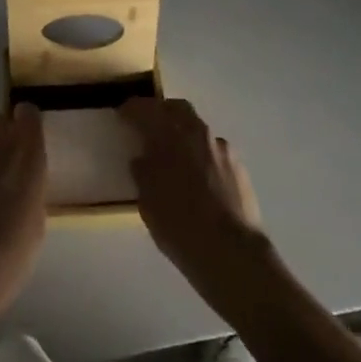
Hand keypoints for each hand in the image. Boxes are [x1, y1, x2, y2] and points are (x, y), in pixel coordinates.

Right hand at [119, 97, 268, 290]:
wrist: (232, 253)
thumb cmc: (180, 227)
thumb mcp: (148, 202)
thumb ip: (143, 173)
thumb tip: (142, 159)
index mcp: (169, 136)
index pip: (146, 110)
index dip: (132, 109)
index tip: (122, 113)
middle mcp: (197, 133)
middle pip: (177, 109)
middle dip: (161, 112)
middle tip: (149, 125)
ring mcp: (221, 148)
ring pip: (198, 129)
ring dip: (184, 134)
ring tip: (175, 156)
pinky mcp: (239, 166)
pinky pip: (213, 150)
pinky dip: (201, 155)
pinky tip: (198, 177)